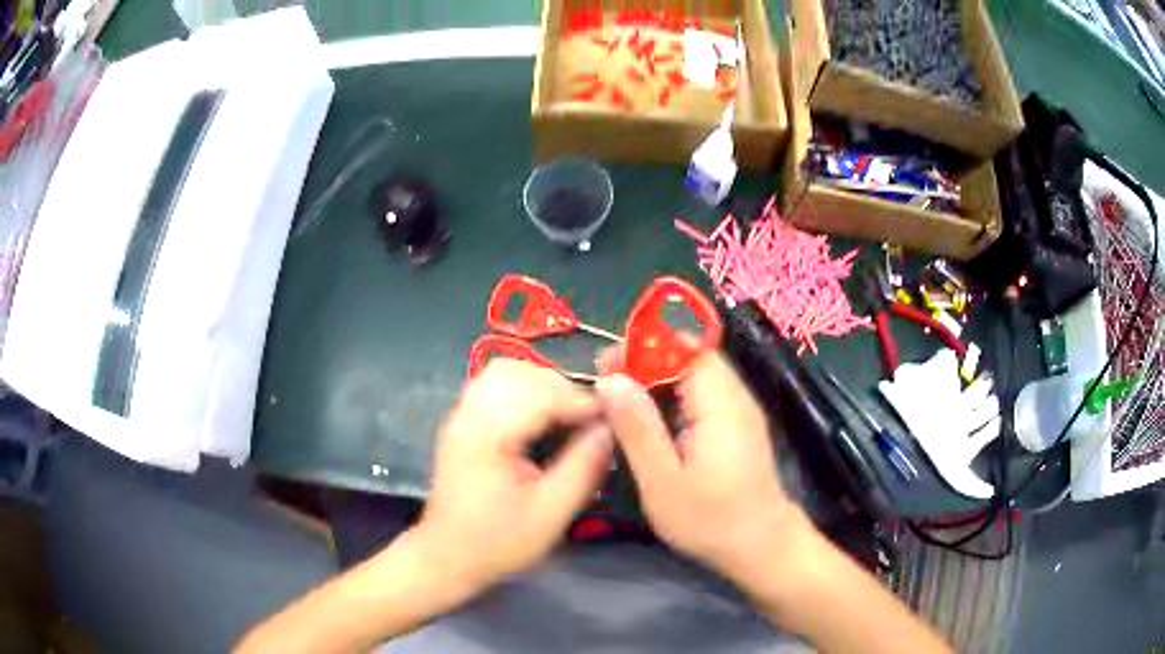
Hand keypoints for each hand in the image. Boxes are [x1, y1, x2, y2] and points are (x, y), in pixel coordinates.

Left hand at [409, 359, 613, 597]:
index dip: (579, 402)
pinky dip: (523, 388)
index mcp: (487, 436)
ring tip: (566, 414)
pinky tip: (540, 415)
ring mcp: (461, 415)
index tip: (610, 418)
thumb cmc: (498, 541)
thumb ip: (582, 469)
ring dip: (541, 384)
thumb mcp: (550, 515)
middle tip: (588, 419)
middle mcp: (469, 415)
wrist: (447, 555)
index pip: (539, 395)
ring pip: (505, 372)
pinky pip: (494, 384)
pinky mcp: (462, 422)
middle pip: (520, 374)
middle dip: (562, 389)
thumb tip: (609, 430)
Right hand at [596, 351, 815, 586]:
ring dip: (655, 382)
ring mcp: (738, 411)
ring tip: (619, 405)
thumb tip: (610, 379)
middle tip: (606, 389)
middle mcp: (734, 397)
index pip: (683, 349)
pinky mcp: (735, 426)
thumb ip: (637, 427)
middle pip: (688, 358)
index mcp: (720, 404)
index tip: (606, 367)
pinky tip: (649, 423)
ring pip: (693, 376)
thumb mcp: (663, 480)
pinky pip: (700, 397)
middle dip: (644, 364)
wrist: (761, 546)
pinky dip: (671, 400)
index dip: (643, 349)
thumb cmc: (710, 520)